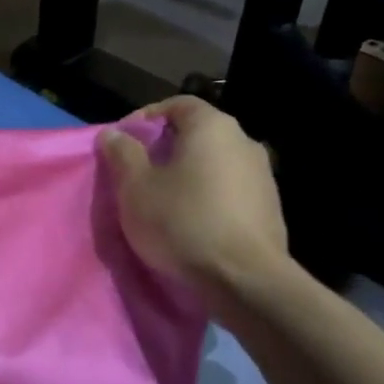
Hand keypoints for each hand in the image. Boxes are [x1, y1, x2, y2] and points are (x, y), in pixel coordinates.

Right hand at [98, 96, 290, 308]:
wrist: (245, 280)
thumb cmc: (183, 222)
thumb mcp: (135, 187)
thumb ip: (122, 153)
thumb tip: (113, 134)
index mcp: (212, 127)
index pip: (177, 104)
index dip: (146, 117)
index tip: (124, 141)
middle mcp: (244, 141)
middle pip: (197, 133)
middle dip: (164, 148)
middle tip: (137, 172)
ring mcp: (262, 175)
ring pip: (214, 163)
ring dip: (187, 174)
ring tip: (161, 200)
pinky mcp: (269, 208)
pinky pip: (229, 190)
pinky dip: (207, 196)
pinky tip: (190, 221)